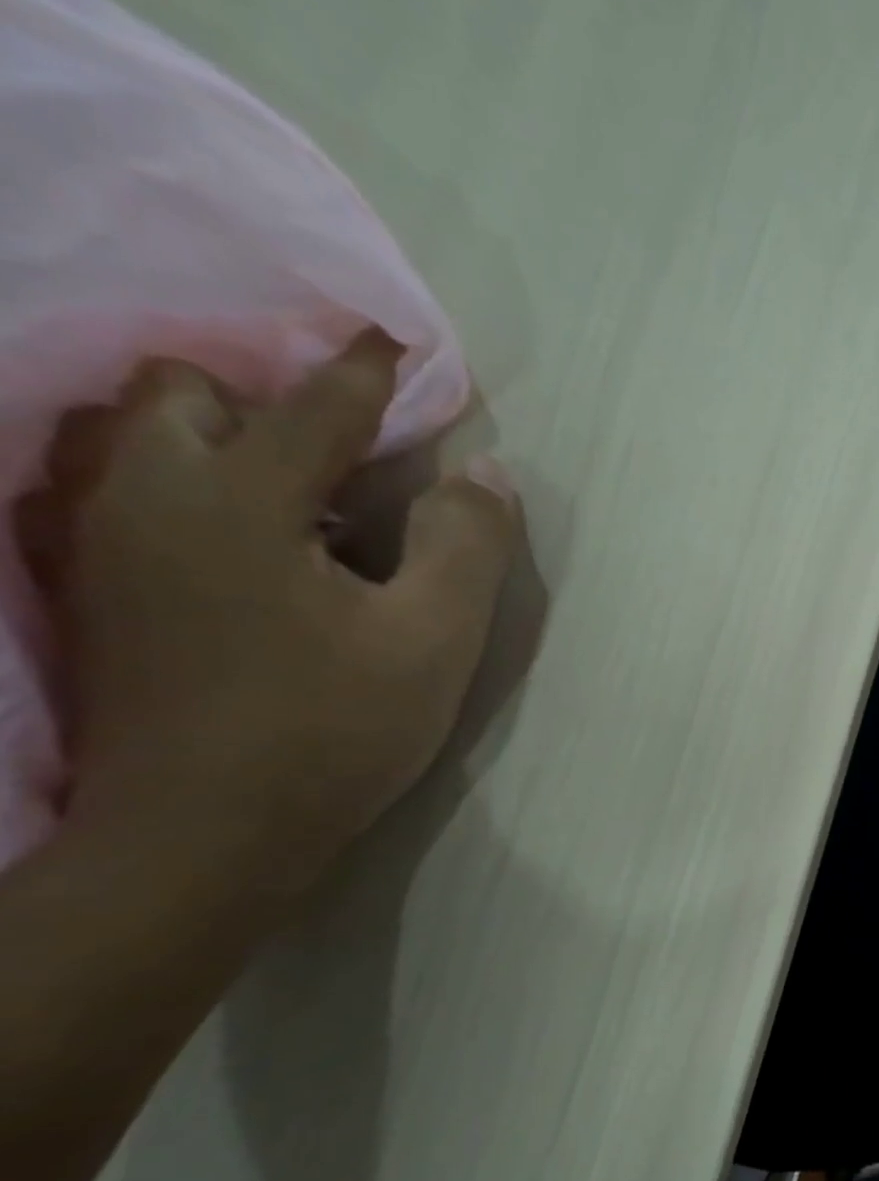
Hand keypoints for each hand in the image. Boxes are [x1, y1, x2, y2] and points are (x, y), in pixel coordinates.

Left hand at [22, 329, 521, 902]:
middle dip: (267, 401)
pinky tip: (242, 544)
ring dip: (217, 439)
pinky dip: (182, 485)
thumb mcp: (435, 640)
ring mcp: (100, 545)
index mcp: (236, 503)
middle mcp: (144, 499)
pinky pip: (118, 492)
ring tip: (295, 496)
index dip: (367, 373)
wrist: (206, 836)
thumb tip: (488, 475)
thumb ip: (466, 546)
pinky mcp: (90, 591)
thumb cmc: (334, 730)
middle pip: (182, 392)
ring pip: (132, 437)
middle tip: (345, 460)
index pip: (314, 408)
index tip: (399, 344)